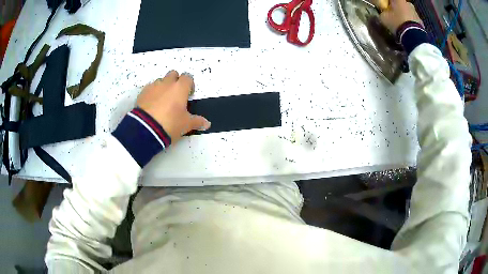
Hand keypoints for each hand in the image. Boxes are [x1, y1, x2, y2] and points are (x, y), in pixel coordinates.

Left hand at [136, 70, 210, 143]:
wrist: (146, 129)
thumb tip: (207, 124)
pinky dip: (152, 93)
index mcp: (180, 88)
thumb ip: (197, 122)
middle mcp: (167, 83)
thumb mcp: (186, 125)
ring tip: (162, 102)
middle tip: (175, 96)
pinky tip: (152, 105)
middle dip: (175, 81)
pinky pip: (149, 88)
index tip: (188, 94)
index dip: (189, 84)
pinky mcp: (142, 93)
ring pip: (160, 81)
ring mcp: (153, 87)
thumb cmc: (170, 123)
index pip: (188, 77)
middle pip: (173, 74)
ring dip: (163, 87)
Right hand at [379, 0, 423, 33]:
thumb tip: (383, 13)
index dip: (387, 4)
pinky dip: (410, 24)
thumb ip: (382, 13)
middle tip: (394, 17)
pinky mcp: (421, 22)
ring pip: (407, 12)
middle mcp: (407, 3)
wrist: (413, 36)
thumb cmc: (397, 22)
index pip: (390, 0)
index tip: (385, 9)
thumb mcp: (384, 18)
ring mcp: (415, 12)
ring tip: (401, 25)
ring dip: (404, 16)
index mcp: (398, 0)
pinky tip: (407, 30)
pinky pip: (413, 21)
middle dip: (397, 10)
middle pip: (400, 5)